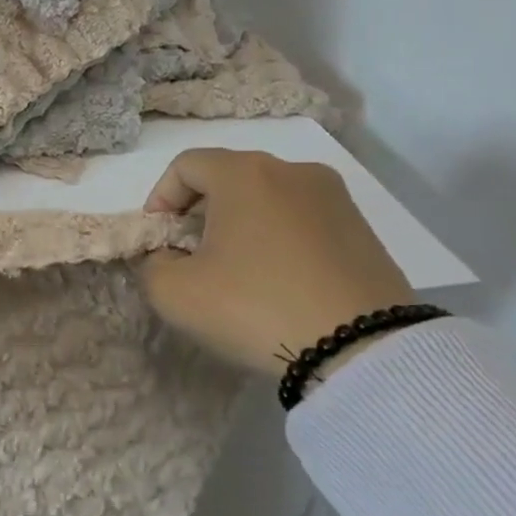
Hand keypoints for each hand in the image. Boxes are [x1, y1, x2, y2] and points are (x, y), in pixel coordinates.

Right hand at [140, 149, 414, 374]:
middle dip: (200, 211)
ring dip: (240, 224)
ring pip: (268, 198)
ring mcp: (335, 198)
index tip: (159, 238)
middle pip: (228, 177)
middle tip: (190, 254)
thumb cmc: (253, 306)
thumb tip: (170, 255)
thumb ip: (152, 263)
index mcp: (245, 174)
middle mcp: (292, 171)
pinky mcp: (363, 229)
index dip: (160, 198)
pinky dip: (278, 238)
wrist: (362, 350)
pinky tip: (275, 280)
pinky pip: (302, 220)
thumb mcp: (172, 292)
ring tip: (234, 270)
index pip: (185, 165)